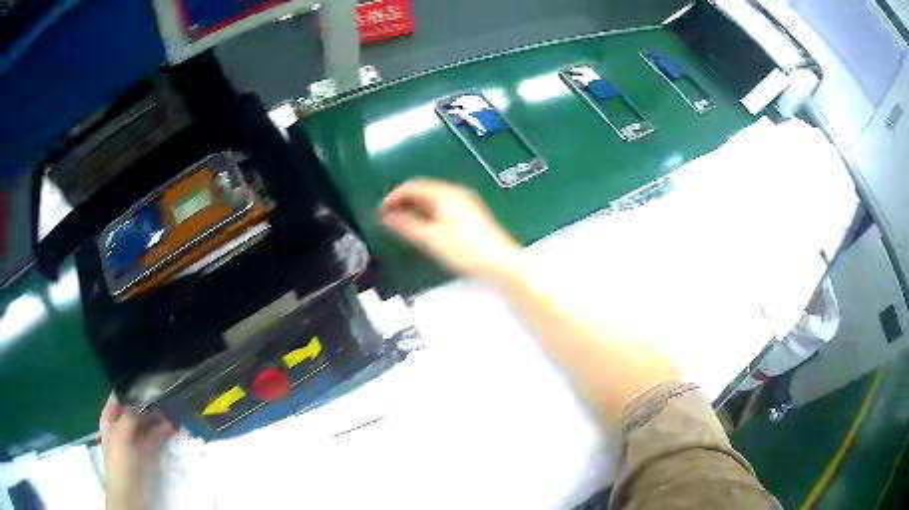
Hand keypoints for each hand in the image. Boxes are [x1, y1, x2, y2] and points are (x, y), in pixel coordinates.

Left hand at [100, 396, 175, 509]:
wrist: (131, 492)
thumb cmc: (119, 462)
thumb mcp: (120, 436)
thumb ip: (128, 419)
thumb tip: (139, 405)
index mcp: (110, 423)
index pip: (116, 403)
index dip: (126, 395)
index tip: (140, 388)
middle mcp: (122, 430)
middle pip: (133, 414)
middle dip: (145, 407)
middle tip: (159, 399)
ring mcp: (136, 443)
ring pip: (146, 427)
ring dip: (156, 420)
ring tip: (169, 412)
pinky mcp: (148, 455)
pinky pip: (155, 440)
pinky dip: (162, 433)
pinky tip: (171, 427)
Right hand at [381, 178, 521, 283]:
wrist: (500, 263)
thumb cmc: (466, 249)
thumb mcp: (429, 238)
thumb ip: (405, 225)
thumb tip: (387, 217)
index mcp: (444, 193)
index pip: (412, 186)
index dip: (393, 196)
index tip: (381, 210)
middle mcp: (455, 192)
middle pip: (423, 190)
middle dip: (403, 201)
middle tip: (388, 216)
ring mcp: (465, 203)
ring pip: (432, 199)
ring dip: (415, 208)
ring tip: (402, 224)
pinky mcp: (470, 215)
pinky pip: (442, 207)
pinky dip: (428, 214)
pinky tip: (424, 228)